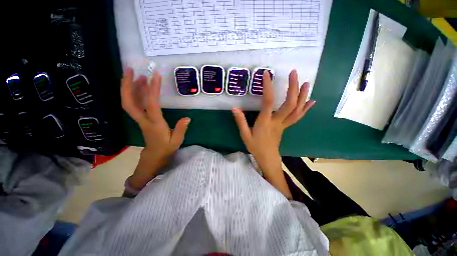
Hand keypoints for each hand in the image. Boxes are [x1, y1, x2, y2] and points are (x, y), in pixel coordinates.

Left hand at [121, 67, 190, 188]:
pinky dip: (135, 93)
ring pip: (129, 102)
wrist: (154, 156)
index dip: (153, 90)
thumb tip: (187, 118)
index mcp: (154, 124)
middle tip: (130, 69)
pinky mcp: (141, 119)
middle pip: (129, 102)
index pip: (152, 105)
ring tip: (138, 74)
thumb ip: (181, 129)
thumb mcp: (176, 141)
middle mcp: (144, 120)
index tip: (156, 76)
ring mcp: (140, 119)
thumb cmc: (166, 149)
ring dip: (130, 87)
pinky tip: (141, 87)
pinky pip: (134, 104)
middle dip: (127, 85)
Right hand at [231, 70, 314, 197]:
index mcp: (265, 122)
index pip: (268, 102)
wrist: (267, 158)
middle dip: (293, 87)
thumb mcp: (245, 135)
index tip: (267, 74)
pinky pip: (298, 117)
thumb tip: (234, 108)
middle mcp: (277, 121)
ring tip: (307, 83)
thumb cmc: (255, 147)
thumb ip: (240, 121)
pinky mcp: (286, 126)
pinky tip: (311, 100)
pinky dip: (305, 108)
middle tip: (293, 73)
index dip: (268, 87)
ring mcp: (284, 124)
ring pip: (297, 109)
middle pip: (289, 104)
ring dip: (303, 95)